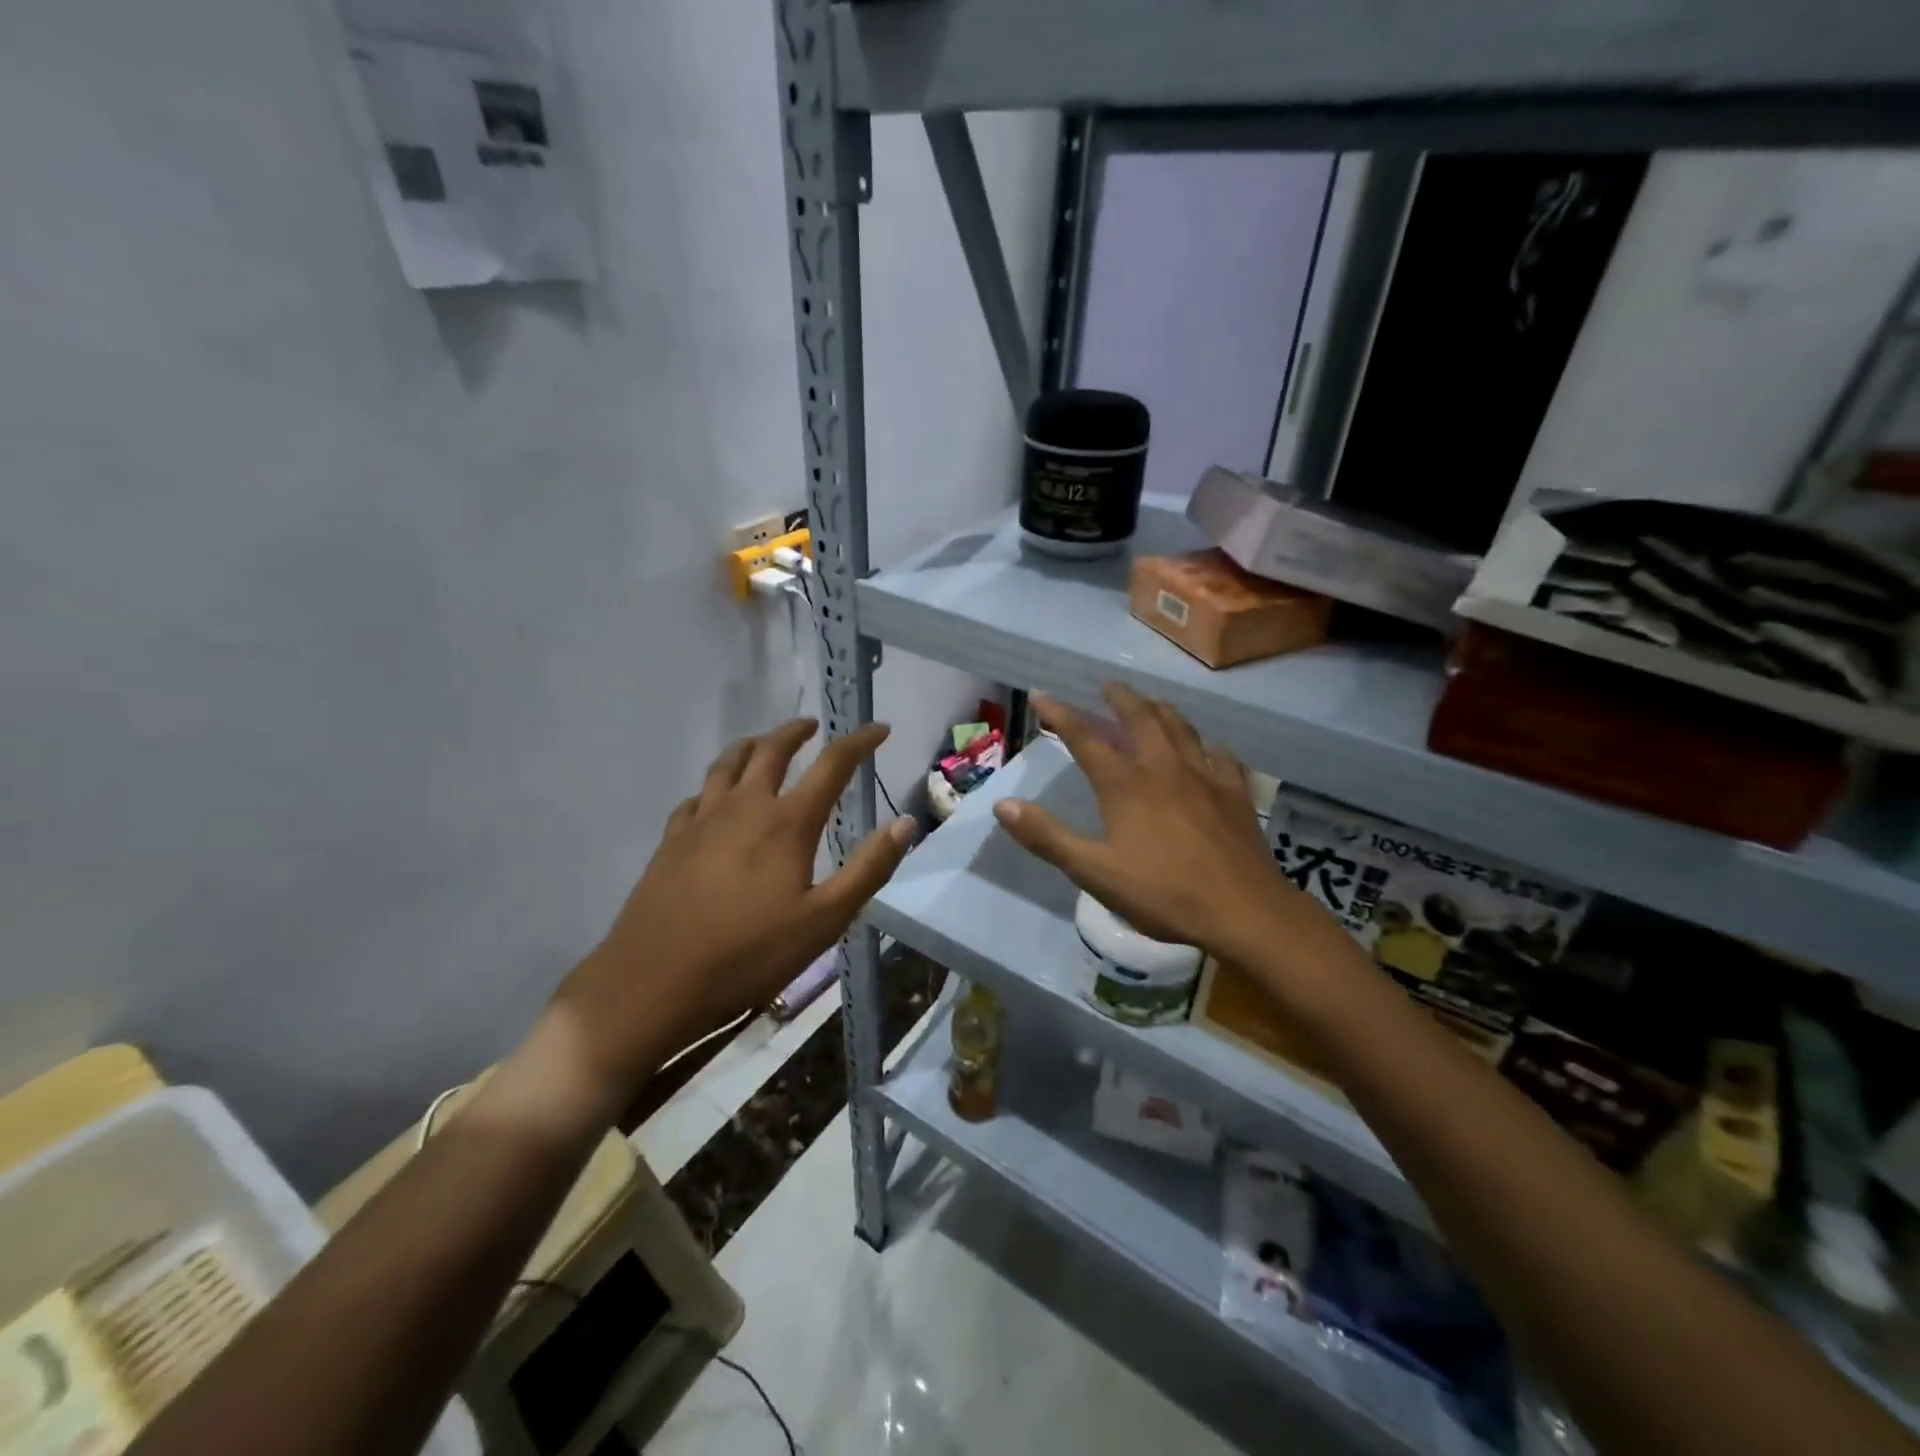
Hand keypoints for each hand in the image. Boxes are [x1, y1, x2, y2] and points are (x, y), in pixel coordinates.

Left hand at [548, 718, 914, 1114]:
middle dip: (796, 732)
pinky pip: (697, 796)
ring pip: (727, 764)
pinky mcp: (671, 840)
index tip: (879, 728)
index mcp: (787, 822)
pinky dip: (715, 786)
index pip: (832, 765)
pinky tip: (715, 799)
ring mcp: (702, 820)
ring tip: (764, 744)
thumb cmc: (749, 955)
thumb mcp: (824, 920)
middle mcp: (744, 806)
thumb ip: (868, 868)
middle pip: (771, 750)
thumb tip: (905, 822)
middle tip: (812, 726)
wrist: (653, 982)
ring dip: (752, 746)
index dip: (859, 742)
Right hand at [992, 685, 1327, 969]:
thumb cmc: (1162, 893)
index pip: (1086, 738)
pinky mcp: (1235, 792)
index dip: (1060, 715)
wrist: (1243, 910)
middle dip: (1119, 698)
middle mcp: (1164, 768)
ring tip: (1151, 703)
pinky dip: (1207, 745)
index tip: (1041, 696)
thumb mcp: (1093, 872)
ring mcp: (1204, 776)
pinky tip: (1209, 748)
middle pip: (1140, 718)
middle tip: (1107, 685)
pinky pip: (1221, 755)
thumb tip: (1003, 806)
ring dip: (1161, 710)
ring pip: (1181, 727)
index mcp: (1126, 785)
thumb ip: (1047, 837)